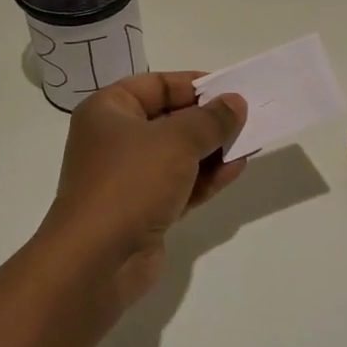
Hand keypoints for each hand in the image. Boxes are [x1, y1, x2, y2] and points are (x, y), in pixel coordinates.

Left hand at [36, 72, 248, 310]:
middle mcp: (115, 140)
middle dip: (208, 120)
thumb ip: (211, 119)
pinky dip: (206, 178)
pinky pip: (180, 185)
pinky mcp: (143, 210)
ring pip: (178, 155)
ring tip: (249, 144)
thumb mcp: (177, 140)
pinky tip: (236, 170)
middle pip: (169, 120)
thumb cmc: (131, 182)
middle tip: (247, 118)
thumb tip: (234, 102)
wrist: (97, 261)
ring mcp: (128, 178)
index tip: (231, 90)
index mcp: (108, 111)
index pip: (157, 85)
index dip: (194, 85)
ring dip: (212, 150)